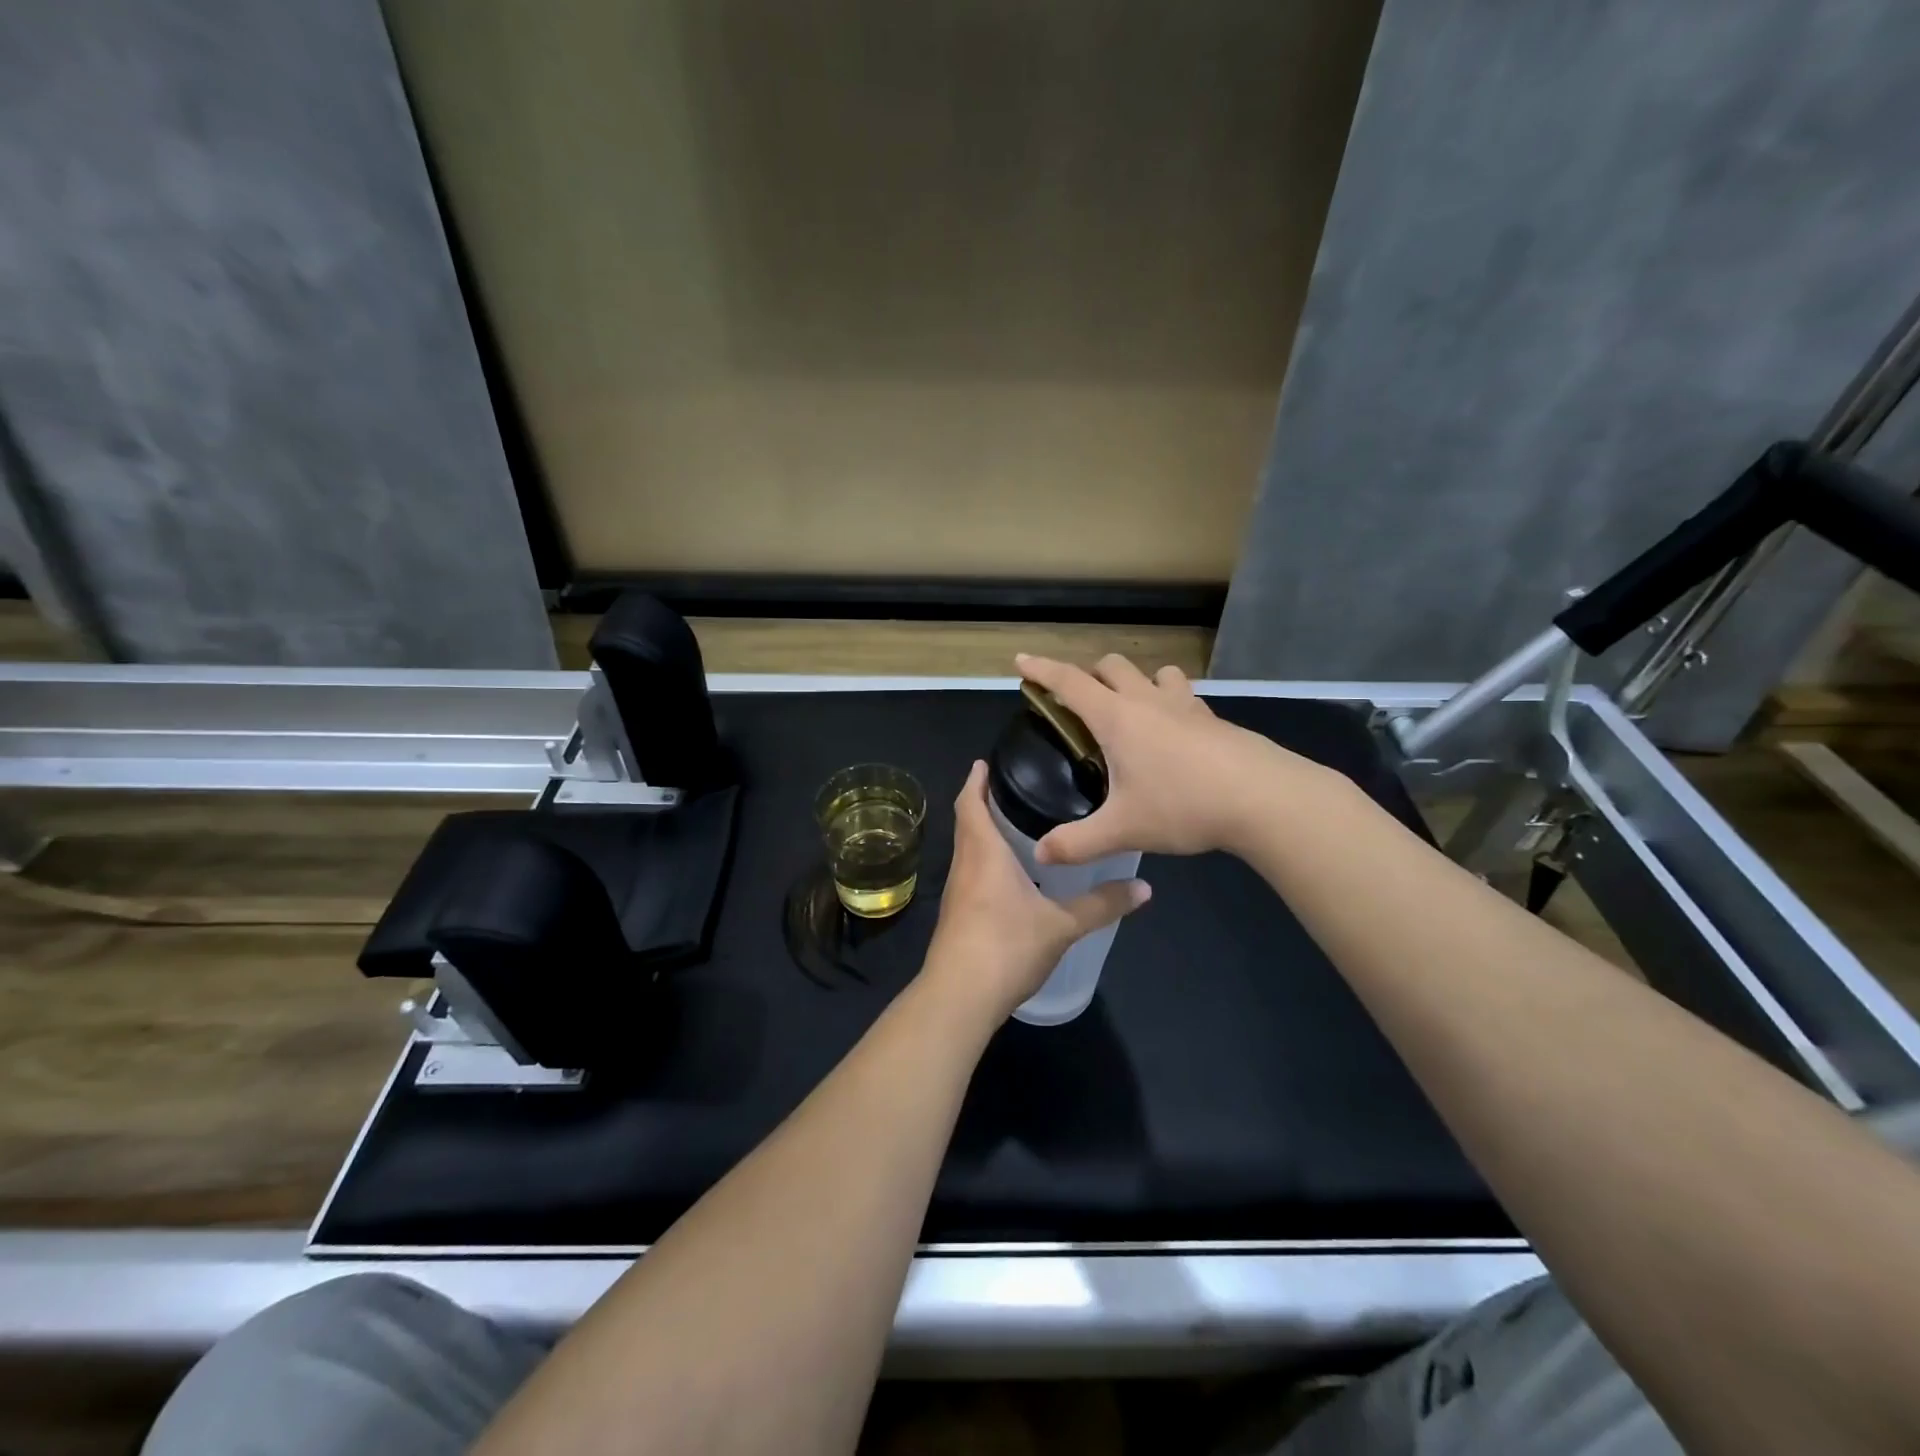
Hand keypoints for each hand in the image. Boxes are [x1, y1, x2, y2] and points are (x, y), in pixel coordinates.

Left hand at [923, 760, 1149, 1020]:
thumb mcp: (1062, 925)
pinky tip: (1009, 873)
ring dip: (983, 832)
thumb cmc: (1007, 946)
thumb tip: (1144, 887)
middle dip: (983, 802)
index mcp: (983, 853)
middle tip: (1014, 786)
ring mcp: (956, 892)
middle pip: (967, 823)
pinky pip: (970, 873)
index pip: (971, 803)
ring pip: (967, 849)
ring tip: (1015, 822)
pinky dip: (984, 860)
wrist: (959, 997)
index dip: (976, 781)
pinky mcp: (957, 915)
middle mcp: (964, 865)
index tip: (985, 761)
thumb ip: (1102, 904)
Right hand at [1015, 653, 1318, 865]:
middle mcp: (1148, 701)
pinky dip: (1168, 701)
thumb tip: (1040, 853)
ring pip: (1154, 672)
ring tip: (1130, 710)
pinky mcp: (1214, 719)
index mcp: (1117, 718)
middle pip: (1111, 666)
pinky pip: (1183, 695)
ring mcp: (1186, 705)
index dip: (1041, 669)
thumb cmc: (1184, 805)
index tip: (1021, 660)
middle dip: (1088, 674)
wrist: (1265, 799)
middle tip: (1078, 703)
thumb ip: (1077, 842)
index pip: (1069, 682)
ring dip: (1135, 681)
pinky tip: (1173, 733)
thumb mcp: (1123, 829)